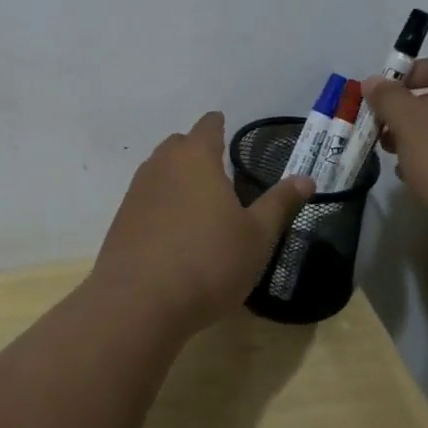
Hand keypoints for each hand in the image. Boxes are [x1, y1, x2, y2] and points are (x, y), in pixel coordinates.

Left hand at [92, 112, 313, 332]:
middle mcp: (161, 165)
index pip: (207, 126)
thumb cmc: (208, 262)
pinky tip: (174, 230)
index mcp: (196, 158)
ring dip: (177, 178)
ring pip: (159, 170)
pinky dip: (161, 204)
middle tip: (218, 170)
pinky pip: (146, 199)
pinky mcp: (121, 220)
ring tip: (198, 201)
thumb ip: (279, 203)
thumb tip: (306, 178)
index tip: (227, 128)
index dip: (218, 125)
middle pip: (179, 145)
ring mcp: (136, 191)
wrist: (138, 302)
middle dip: (196, 150)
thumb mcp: (256, 237)